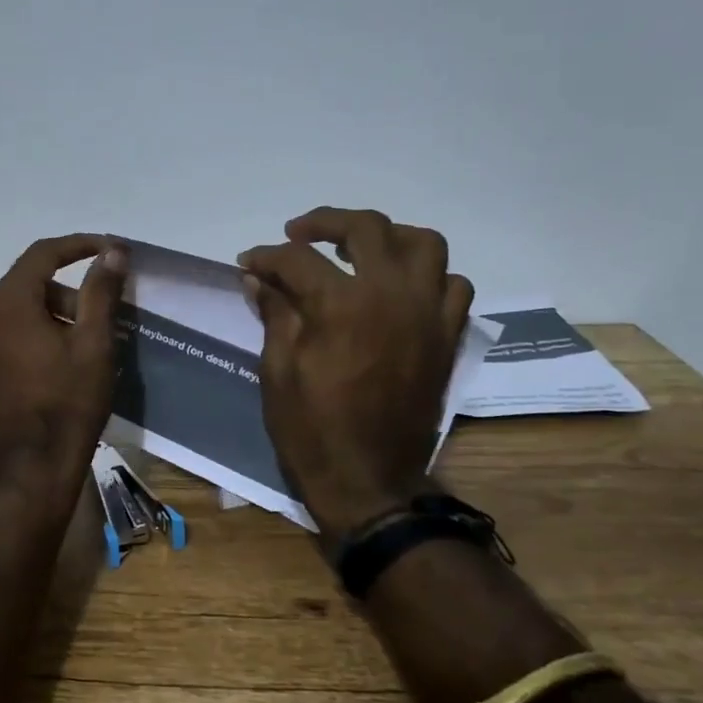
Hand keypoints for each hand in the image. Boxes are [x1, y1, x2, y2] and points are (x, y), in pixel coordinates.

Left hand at [0, 235, 127, 482]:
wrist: (33, 466)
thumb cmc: (69, 401)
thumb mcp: (94, 343)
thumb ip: (101, 291)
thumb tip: (112, 252)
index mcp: (7, 302)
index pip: (43, 254)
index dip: (78, 246)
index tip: (109, 248)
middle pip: (29, 284)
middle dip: (67, 291)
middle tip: (101, 312)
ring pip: (16, 312)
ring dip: (50, 315)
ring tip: (83, 343)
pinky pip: (5, 337)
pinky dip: (31, 336)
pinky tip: (55, 363)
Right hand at [239, 207, 472, 542]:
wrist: (369, 481)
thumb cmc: (312, 429)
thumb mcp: (278, 370)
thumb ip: (274, 314)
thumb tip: (258, 278)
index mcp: (341, 304)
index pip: (298, 259)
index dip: (266, 256)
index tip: (248, 262)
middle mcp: (391, 295)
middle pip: (366, 228)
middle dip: (325, 222)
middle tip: (298, 234)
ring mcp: (427, 314)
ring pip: (424, 244)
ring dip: (388, 236)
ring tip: (360, 249)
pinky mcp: (447, 337)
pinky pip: (453, 286)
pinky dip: (428, 276)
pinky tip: (400, 288)